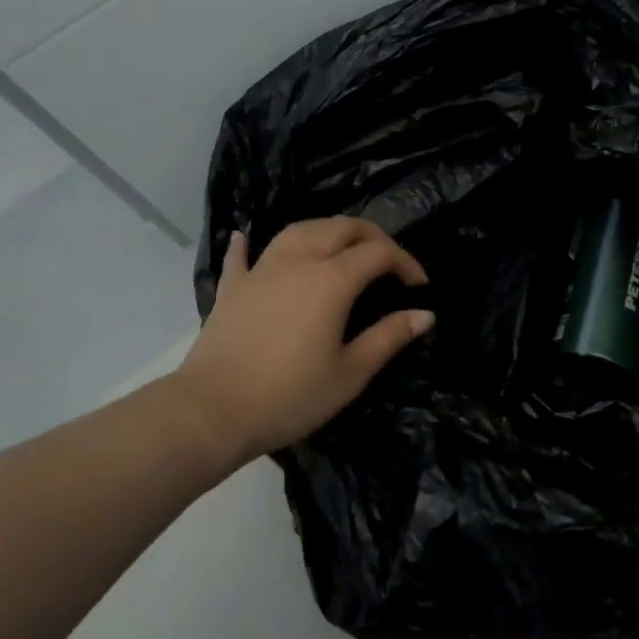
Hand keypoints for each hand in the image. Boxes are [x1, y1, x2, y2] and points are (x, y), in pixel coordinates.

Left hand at [170, 217, 432, 467]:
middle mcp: (299, 260)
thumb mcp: (349, 374)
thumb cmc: (290, 396)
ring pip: (299, 229)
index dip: (405, 263)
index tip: (419, 287)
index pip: (379, 253)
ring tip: (341, 247)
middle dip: (372, 237)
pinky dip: (249, 243)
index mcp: (332, 279)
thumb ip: (389, 338)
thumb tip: (425, 314)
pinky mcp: (233, 286)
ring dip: (327, 230)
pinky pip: (243, 254)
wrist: (213, 411)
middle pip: (342, 227)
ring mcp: (262, 268)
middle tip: (388, 264)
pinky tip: (245, 236)